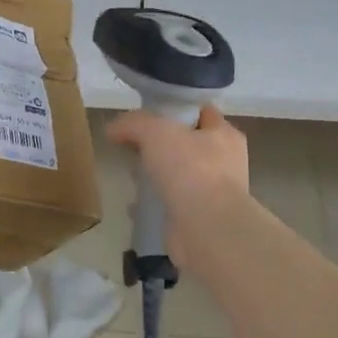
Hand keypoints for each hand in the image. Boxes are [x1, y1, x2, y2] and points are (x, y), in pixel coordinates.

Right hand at [105, 105, 250, 271]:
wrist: (206, 228)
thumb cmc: (190, 170)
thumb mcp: (156, 132)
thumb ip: (133, 124)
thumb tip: (113, 129)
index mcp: (224, 135)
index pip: (201, 112)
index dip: (175, 109)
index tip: (147, 114)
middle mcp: (225, 162)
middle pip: (188, 144)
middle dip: (161, 145)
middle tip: (133, 146)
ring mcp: (214, 193)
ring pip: (180, 175)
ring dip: (158, 175)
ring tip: (132, 175)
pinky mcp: (199, 218)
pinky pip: (173, 203)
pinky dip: (155, 202)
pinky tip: (136, 204)